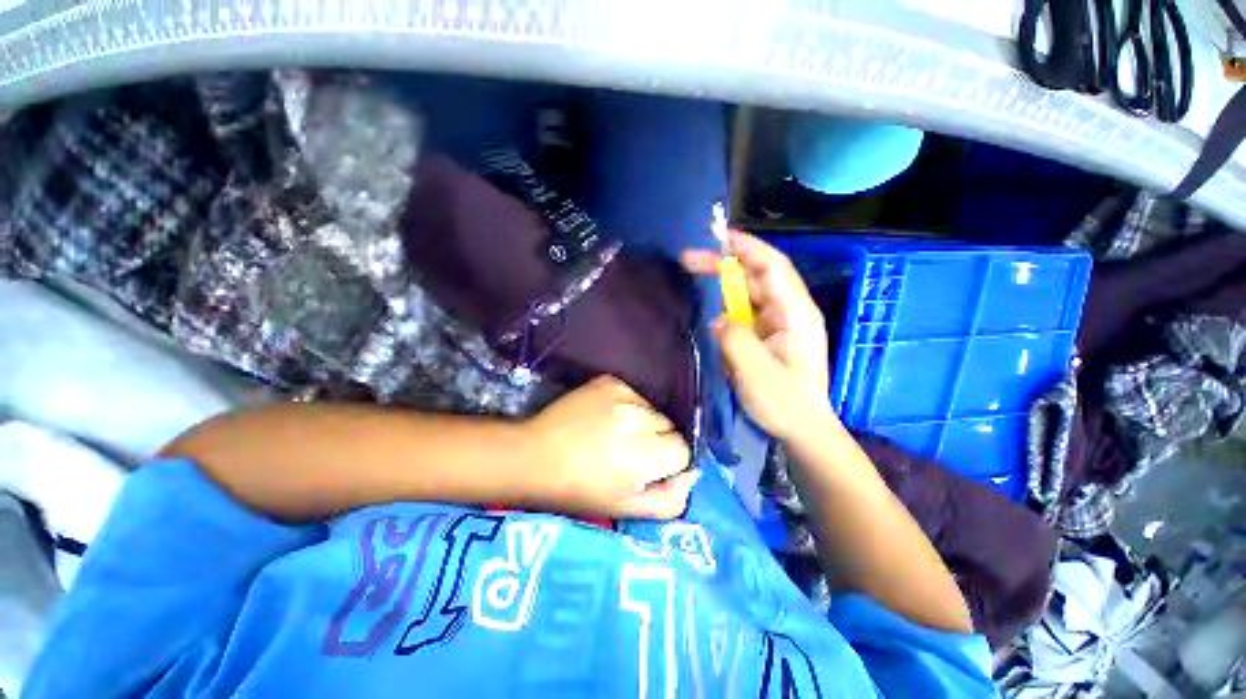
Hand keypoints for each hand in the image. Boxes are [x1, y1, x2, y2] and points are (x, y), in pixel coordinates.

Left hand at [521, 376, 697, 519]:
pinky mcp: (609, 381)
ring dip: (642, 423)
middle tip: (627, 453)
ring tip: (614, 435)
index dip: (668, 462)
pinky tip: (605, 418)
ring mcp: (622, 394)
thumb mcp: (627, 508)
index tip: (646, 469)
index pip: (683, 449)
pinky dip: (627, 407)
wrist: (535, 455)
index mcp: (644, 454)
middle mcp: (637, 418)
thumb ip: (670, 499)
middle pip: (669, 426)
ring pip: (652, 410)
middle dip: (657, 441)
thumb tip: (692, 474)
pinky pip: (634, 395)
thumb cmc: (580, 490)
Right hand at [683, 231, 832, 439]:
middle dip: (724, 264)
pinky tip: (708, 311)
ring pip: (747, 294)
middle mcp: (788, 312)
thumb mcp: (757, 372)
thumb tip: (718, 318)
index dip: (747, 247)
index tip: (717, 237)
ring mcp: (778, 325)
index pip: (773, 267)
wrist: (801, 431)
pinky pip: (743, 313)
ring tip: (692, 277)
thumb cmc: (785, 403)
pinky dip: (724, 307)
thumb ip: (734, 338)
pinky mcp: (767, 337)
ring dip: (722, 285)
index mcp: (795, 313)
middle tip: (688, 260)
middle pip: (756, 276)